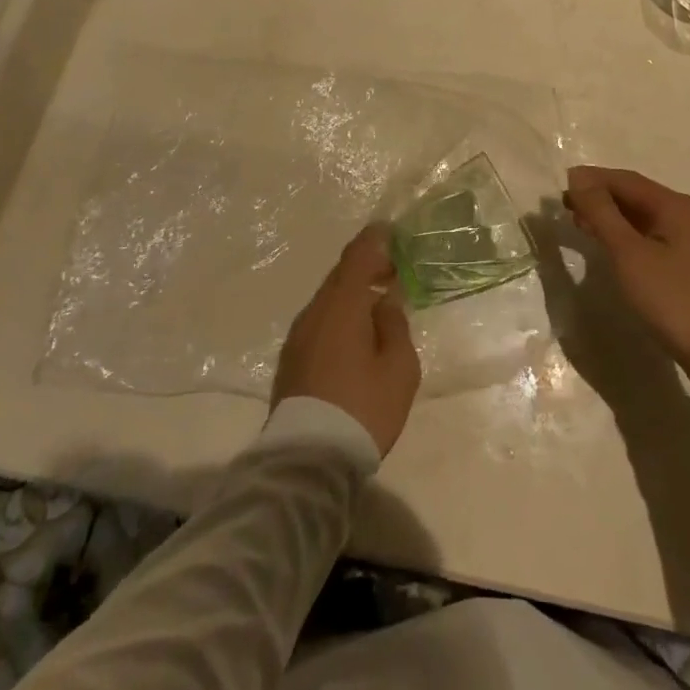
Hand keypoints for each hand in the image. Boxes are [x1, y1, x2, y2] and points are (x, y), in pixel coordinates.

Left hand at [271, 224, 420, 455]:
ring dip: (352, 294)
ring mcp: (299, 334)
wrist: (308, 458)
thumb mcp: (399, 368)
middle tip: (392, 270)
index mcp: (343, 304)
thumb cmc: (363, 407)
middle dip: (366, 267)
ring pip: (329, 300)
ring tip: (377, 305)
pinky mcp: (291, 358)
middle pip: (341, 276)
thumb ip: (395, 326)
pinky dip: (339, 316)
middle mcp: (316, 310)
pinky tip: (355, 334)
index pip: (358, 256)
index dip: (374, 239)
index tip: (389, 230)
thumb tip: (385, 303)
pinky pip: (320, 321)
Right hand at [563, 166, 689, 395]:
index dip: (592, 180)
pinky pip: (657, 240)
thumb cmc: (673, 300)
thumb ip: (602, 213)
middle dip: (601, 199)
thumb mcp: (629, 254)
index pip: (626, 180)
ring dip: (614, 219)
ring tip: (584, 226)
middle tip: (568, 207)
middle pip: (638, 197)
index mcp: (677, 207)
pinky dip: (630, 238)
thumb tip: (578, 177)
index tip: (563, 185)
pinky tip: (616, 251)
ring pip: (647, 220)